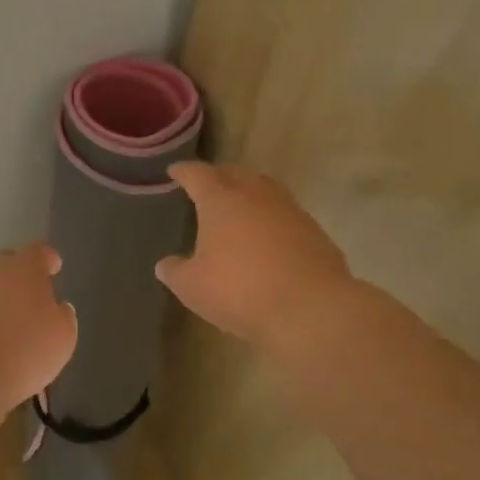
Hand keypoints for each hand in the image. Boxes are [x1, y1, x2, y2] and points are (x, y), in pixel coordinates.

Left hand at [0, 243, 77, 425]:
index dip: (47, 260)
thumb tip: (56, 309)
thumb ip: (61, 317)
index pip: (39, 252)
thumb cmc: (23, 352)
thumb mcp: (61, 338)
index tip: (53, 267)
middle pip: (5, 266)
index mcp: (23, 269)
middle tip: (27, 302)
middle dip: (17, 280)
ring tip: (1, 332)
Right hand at [156, 162, 353, 350]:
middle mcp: (255, 194)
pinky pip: (285, 213)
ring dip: (249, 192)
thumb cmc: (240, 290)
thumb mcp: (192, 287)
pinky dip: (271, 217)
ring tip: (238, 205)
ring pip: (264, 188)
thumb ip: (175, 272)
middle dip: (218, 176)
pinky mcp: (314, 231)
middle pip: (234, 173)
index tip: (175, 170)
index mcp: (220, 200)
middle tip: (207, 185)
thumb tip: (165, 265)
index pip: (197, 175)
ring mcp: (289, 210)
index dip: (184, 171)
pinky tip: (267, 236)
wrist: (311, 309)